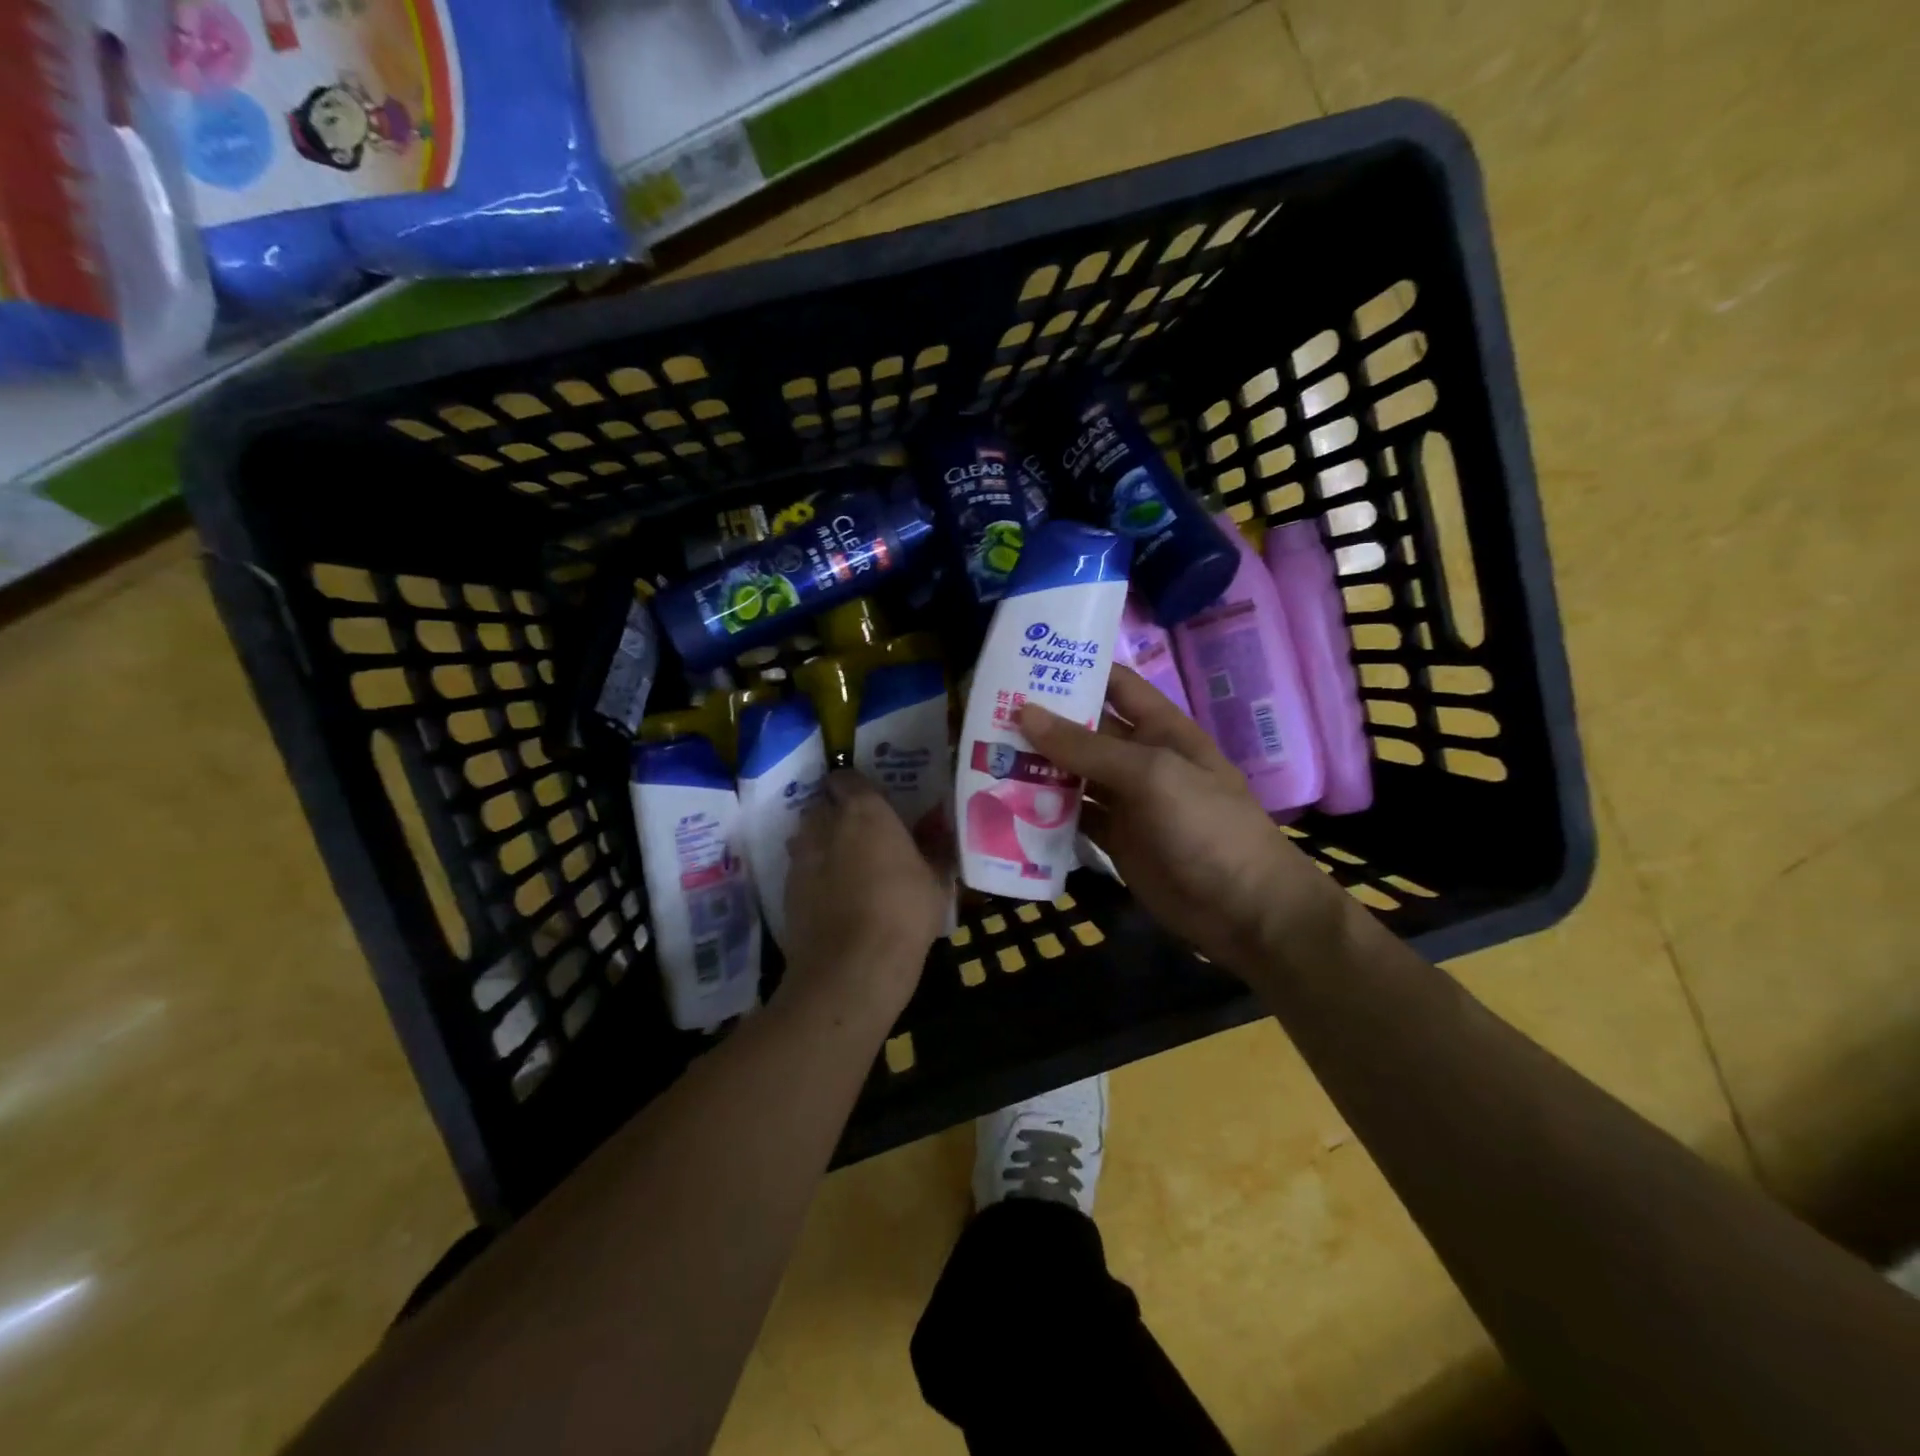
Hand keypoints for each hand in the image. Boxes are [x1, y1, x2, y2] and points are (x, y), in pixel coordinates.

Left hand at [782, 770, 948, 1017]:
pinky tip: (832, 897)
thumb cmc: (904, 913)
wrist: (851, 967)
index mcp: (865, 811)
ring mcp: (801, 856)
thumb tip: (941, 836)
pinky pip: (800, 869)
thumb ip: (934, 852)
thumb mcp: (935, 883)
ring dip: (822, 843)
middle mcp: (826, 823)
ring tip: (845, 866)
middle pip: (823, 804)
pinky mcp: (786, 889)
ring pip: (807, 835)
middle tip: (862, 834)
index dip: (858, 787)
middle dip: (837, 813)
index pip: (848, 777)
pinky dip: (812, 875)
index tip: (873, 802)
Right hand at [1017, 665, 1346, 973]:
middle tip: (986, 713)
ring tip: (985, 755)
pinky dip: (1045, 811)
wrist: (1245, 910)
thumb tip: (1025, 712)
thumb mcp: (1151, 776)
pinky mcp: (1115, 840)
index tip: (1023, 662)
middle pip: (1086, 730)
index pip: (1114, 684)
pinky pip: (1074, 816)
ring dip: (1037, 766)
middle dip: (1043, 722)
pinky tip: (1008, 804)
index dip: (1075, 670)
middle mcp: (1140, 758)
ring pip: (1074, 774)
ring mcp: (1127, 801)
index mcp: (1159, 729)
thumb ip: (1088, 746)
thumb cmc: (1207, 827)